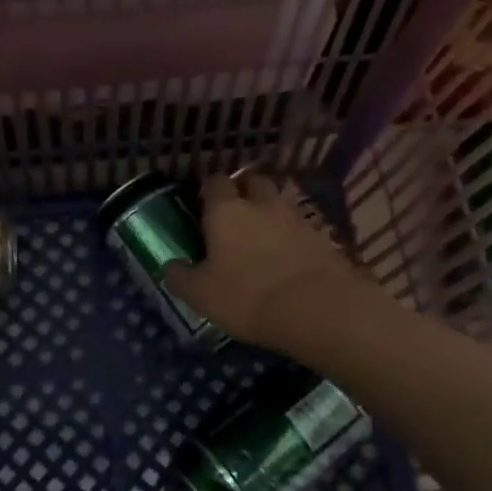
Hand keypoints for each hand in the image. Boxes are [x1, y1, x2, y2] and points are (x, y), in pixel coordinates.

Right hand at [161, 174, 369, 351]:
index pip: (214, 182)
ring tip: (262, 236)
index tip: (203, 206)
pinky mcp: (322, 236)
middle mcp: (261, 203)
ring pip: (279, 201)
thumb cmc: (248, 296)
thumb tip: (170, 266)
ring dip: (270, 211)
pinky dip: (292, 235)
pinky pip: (301, 226)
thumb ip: (181, 277)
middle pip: (252, 181)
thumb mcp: (201, 295)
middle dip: (244, 191)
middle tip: (235, 214)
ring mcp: (295, 217)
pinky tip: (288, 256)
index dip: (208, 191)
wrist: (318, 309)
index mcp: (226, 210)